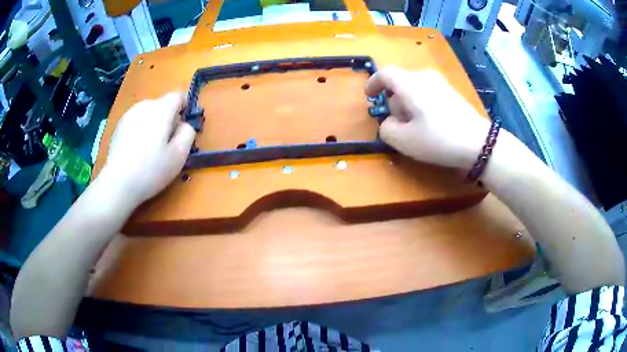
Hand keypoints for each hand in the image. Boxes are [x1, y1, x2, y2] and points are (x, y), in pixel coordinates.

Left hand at [99, 93, 195, 204]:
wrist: (118, 183)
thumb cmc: (151, 170)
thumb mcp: (179, 155)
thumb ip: (188, 133)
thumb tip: (184, 124)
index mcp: (161, 110)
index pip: (178, 96)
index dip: (184, 107)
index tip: (183, 126)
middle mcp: (144, 106)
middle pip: (162, 104)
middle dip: (168, 118)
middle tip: (167, 142)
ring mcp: (129, 115)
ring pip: (148, 112)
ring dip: (153, 123)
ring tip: (150, 146)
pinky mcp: (119, 126)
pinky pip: (136, 120)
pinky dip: (140, 128)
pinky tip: (136, 148)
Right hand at [366, 67, 489, 169]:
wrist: (479, 142)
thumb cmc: (438, 139)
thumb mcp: (404, 141)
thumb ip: (386, 129)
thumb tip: (389, 122)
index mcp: (410, 84)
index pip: (385, 74)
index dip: (373, 83)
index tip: (369, 96)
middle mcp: (424, 77)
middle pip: (400, 83)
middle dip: (393, 101)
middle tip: (397, 124)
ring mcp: (440, 83)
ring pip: (414, 88)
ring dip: (408, 105)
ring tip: (415, 127)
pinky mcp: (451, 92)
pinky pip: (427, 93)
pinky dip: (421, 105)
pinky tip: (430, 124)